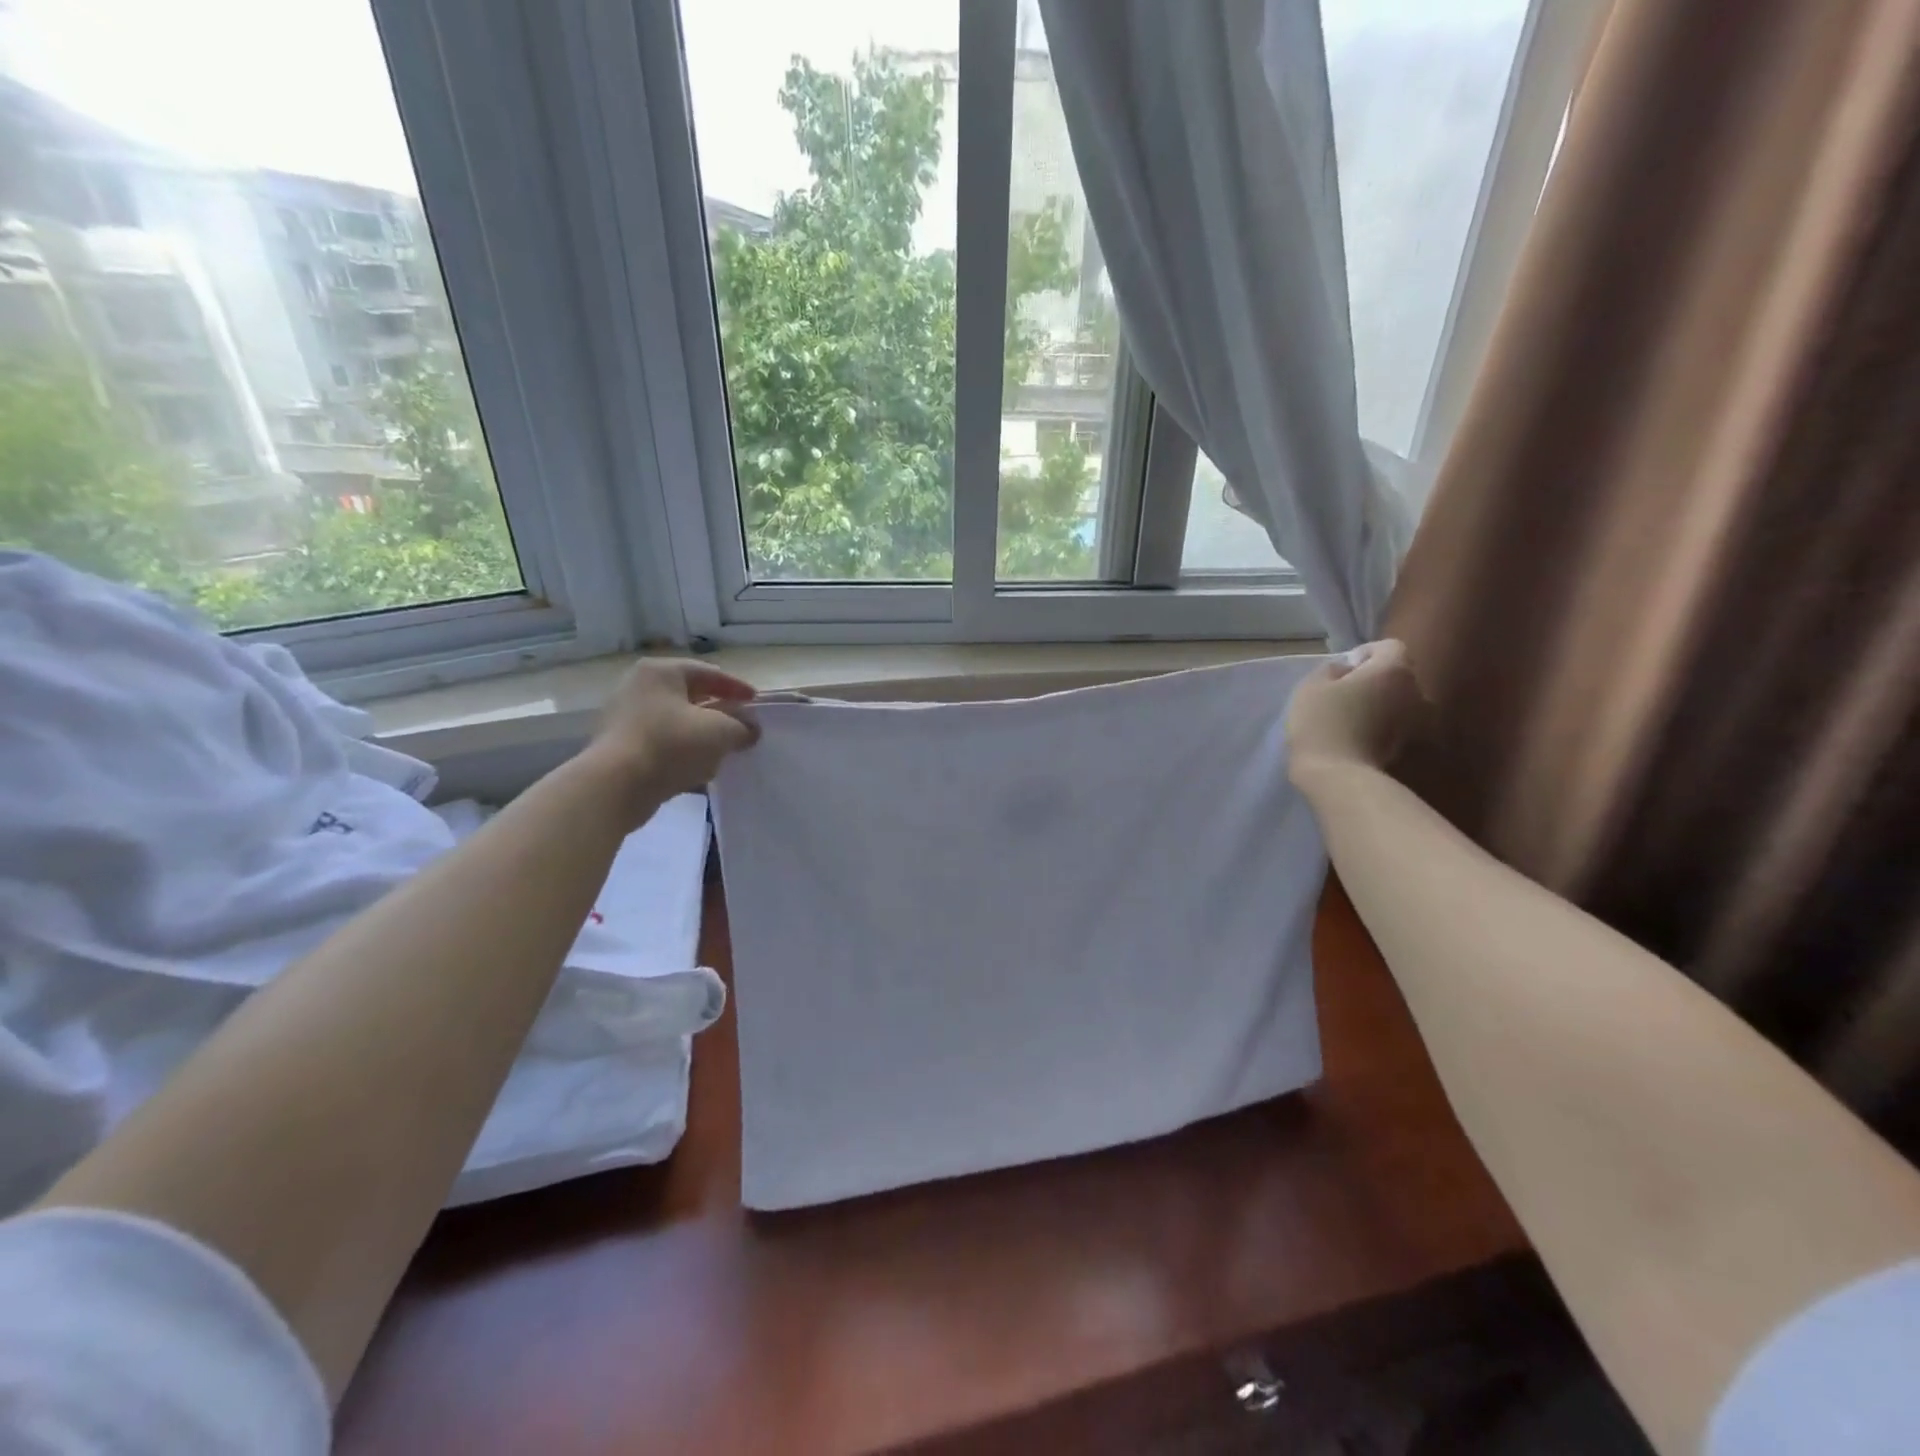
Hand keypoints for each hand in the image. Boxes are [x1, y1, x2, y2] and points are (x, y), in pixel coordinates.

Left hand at [583, 659, 758, 809]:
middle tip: (741, 725)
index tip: (756, 702)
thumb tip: (751, 729)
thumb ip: (742, 727)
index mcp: (661, 672)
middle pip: (690, 696)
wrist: (615, 786)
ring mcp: (625, 717)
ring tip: (723, 750)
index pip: (709, 673)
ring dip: (701, 735)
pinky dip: (682, 752)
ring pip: (676, 722)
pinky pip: (661, 743)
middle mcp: (639, 687)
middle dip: (719, 712)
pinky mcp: (620, 747)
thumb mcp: (720, 732)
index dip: (736, 687)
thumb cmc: (670, 745)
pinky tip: (698, 769)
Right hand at [1285, 639, 1424, 782]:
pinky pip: (1392, 723)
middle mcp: (1414, 691)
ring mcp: (1414, 721)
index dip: (1365, 652)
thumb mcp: (1312, 685)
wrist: (1337, 775)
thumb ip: (1332, 669)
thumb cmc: (1322, 722)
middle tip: (1342, 690)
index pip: (1389, 646)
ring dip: (1377, 702)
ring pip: (1396, 700)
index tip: (1342, 668)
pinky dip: (1378, 723)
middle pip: (1397, 674)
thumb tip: (1346, 670)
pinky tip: (1354, 734)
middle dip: (1373, 677)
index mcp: (1394, 670)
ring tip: (1348, 714)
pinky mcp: (1405, 745)